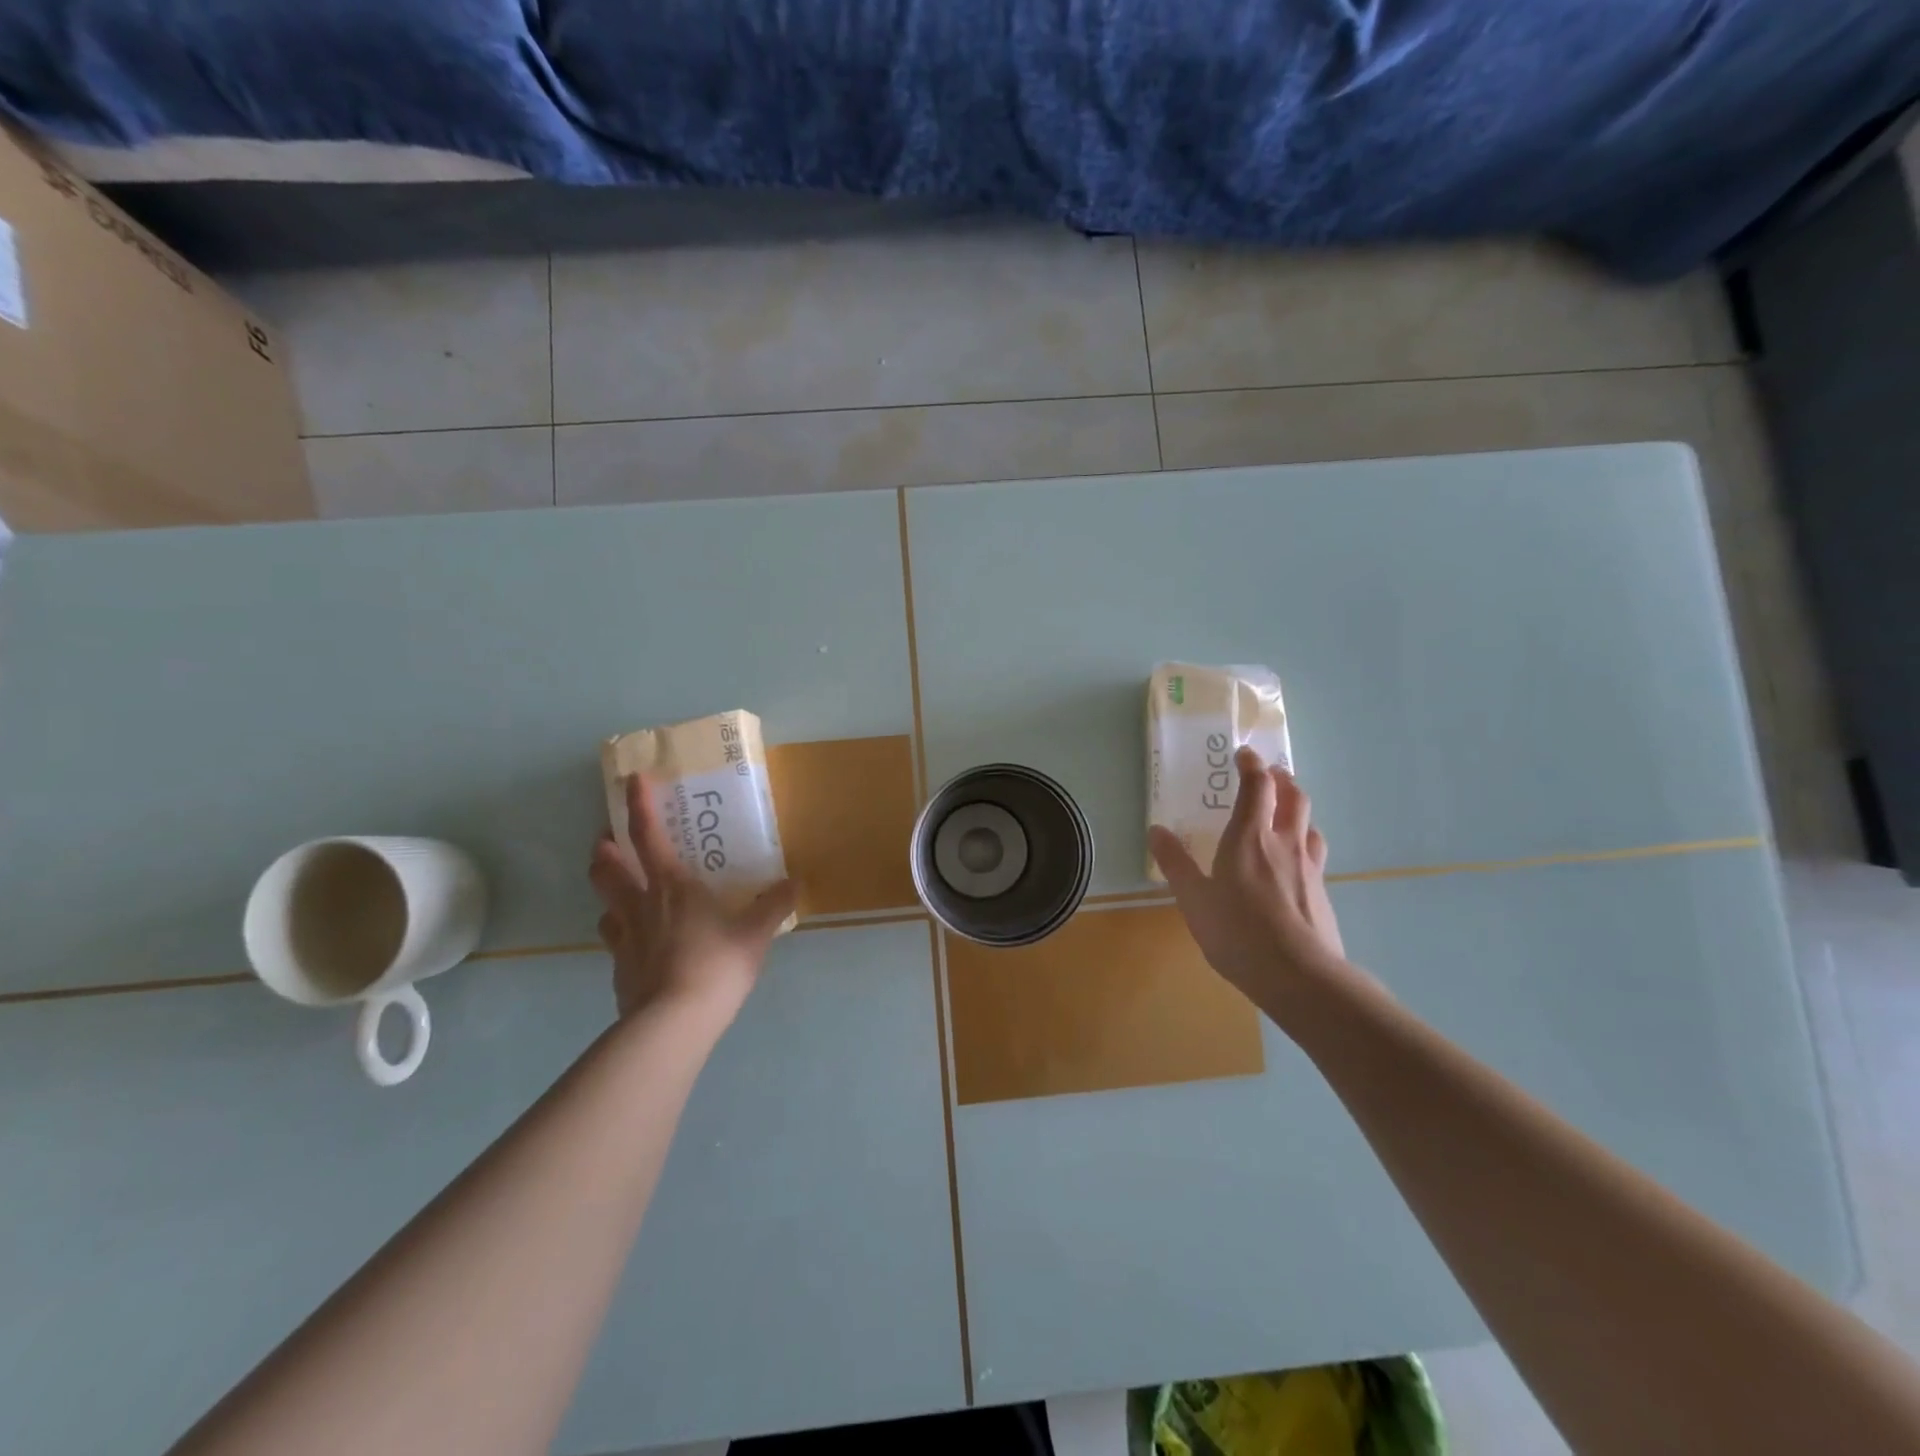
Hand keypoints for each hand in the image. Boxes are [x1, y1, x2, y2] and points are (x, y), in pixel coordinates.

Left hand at [589, 775, 797, 1024]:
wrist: (673, 1023)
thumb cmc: (716, 965)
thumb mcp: (755, 934)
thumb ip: (774, 905)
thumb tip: (794, 882)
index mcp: (672, 886)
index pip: (647, 835)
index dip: (638, 805)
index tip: (631, 780)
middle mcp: (640, 905)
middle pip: (606, 867)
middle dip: (605, 848)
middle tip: (611, 841)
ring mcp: (624, 939)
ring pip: (603, 903)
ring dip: (609, 891)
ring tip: (624, 893)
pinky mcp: (618, 970)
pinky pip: (615, 941)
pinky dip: (622, 933)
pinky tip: (638, 944)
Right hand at [1149, 746, 1350, 1010]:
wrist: (1300, 976)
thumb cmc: (1238, 932)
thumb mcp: (1193, 899)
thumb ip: (1175, 863)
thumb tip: (1156, 830)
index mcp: (1249, 837)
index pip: (1257, 787)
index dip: (1251, 766)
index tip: (1243, 755)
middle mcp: (1283, 843)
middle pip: (1293, 797)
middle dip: (1281, 780)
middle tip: (1269, 776)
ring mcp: (1308, 867)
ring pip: (1309, 823)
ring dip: (1297, 809)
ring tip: (1285, 813)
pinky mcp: (1322, 892)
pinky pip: (1315, 853)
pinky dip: (1304, 843)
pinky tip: (1295, 862)